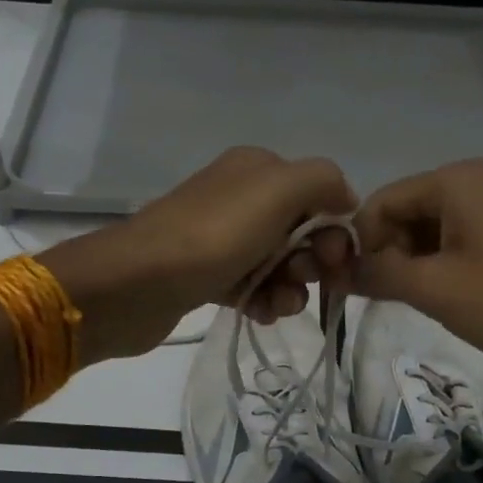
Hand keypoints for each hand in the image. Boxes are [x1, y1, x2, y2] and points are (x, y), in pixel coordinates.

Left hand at [43, 147, 357, 360]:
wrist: (137, 283)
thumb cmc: (215, 235)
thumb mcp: (279, 189)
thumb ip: (323, 180)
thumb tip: (345, 200)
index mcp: (258, 168)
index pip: (318, 194)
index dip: (334, 228)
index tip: (335, 261)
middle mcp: (240, 196)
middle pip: (301, 231)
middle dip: (312, 261)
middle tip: (303, 281)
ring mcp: (220, 237)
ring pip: (278, 264)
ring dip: (290, 288)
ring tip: (278, 306)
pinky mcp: (206, 275)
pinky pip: (251, 287)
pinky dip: (262, 301)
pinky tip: (258, 314)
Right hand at [353, 159, 482, 394]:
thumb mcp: (434, 289)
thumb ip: (377, 273)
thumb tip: (335, 271)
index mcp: (459, 180)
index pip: (382, 200)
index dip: (359, 241)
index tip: (348, 285)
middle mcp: (481, 183)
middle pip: (408, 212)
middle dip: (388, 253)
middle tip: (380, 299)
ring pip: (434, 231)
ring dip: (414, 264)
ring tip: (412, 303)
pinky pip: (463, 244)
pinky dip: (442, 268)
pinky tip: (443, 300)